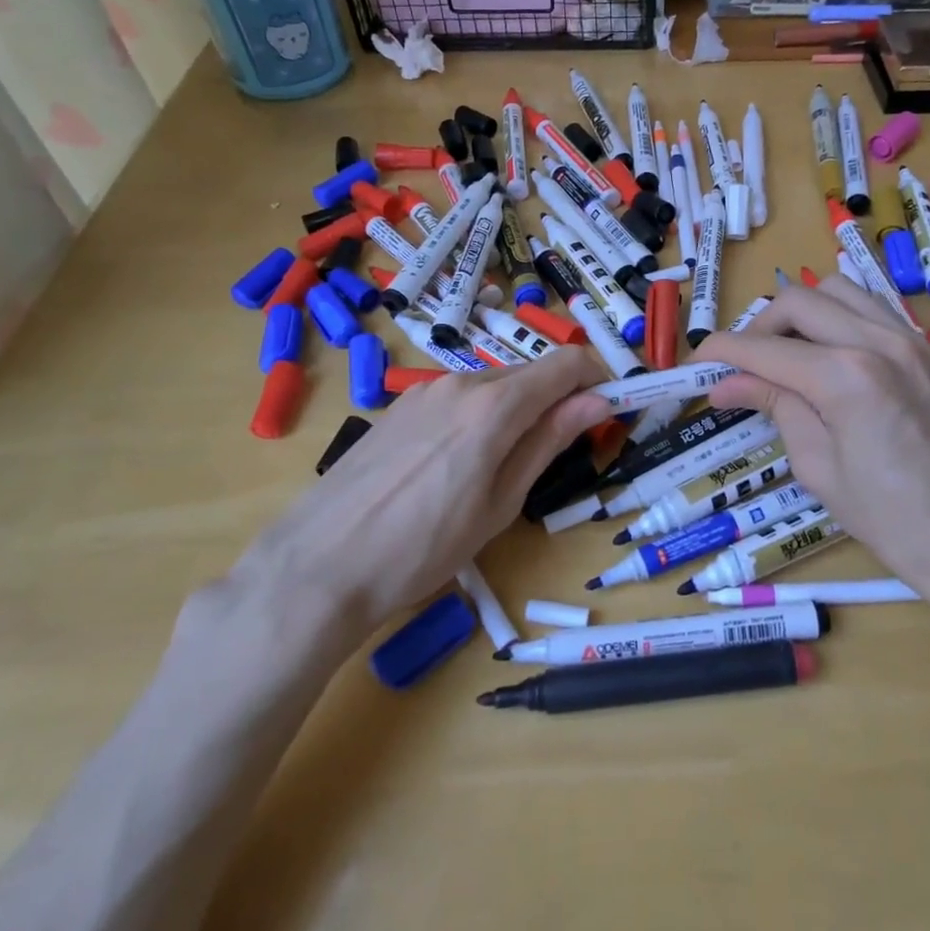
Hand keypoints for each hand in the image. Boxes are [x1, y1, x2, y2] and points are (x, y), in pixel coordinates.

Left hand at [214, 346, 609, 661]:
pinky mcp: (398, 408)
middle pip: (529, 375)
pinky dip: (479, 419)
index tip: (609, 410)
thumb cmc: (425, 547)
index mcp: (495, 404)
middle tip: (561, 451)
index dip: (597, 378)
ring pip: (492, 388)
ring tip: (503, 470)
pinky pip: (456, 401)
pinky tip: (457, 467)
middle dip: (557, 401)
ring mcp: (423, 392)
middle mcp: (460, 383)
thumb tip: (599, 401)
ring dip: (517, 412)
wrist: (320, 566)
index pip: (566, 364)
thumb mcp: (501, 502)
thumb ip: (549, 440)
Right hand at [696, 278, 929, 601]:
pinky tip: (829, 357)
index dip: (723, 350)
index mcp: (846, 377)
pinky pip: (873, 310)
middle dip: (760, 325)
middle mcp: (879, 342)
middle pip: (800, 300)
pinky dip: (839, 319)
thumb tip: (725, 384)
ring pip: (839, 291)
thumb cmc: (890, 520)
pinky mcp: (929, 351)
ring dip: (802, 313)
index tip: (698, 360)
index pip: (766, 348)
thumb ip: (774, 407)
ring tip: (786, 354)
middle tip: (743, 363)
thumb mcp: (818, 466)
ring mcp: (912, 340)